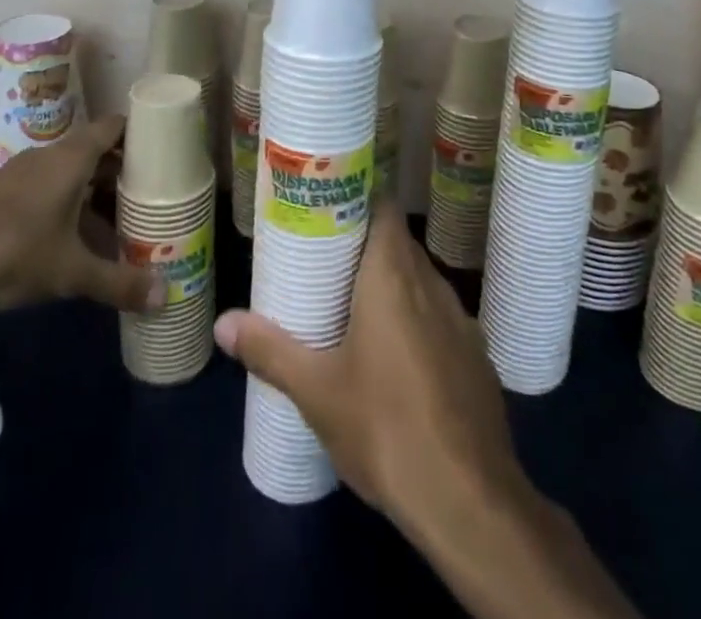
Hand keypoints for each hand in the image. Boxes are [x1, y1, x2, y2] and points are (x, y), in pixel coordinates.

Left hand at [0, 116, 162, 315]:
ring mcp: (23, 176)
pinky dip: (71, 208)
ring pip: (73, 176)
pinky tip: (78, 242)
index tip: (169, 151)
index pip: (116, 126)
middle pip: (98, 152)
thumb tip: (166, 295)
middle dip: (126, 174)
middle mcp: (50, 157)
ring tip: (125, 225)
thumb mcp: (68, 272)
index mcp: (72, 158)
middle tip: (156, 198)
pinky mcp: (2, 197)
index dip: (143, 133)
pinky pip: (51, 192)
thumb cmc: (6, 250)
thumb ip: (117, 282)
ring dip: (98, 196)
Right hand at [213, 199, 530, 539]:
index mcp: (393, 275)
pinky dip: (417, 322)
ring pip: (420, 282)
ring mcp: (461, 320)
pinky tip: (397, 361)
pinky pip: (440, 319)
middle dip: (364, 248)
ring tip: (355, 309)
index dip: (357, 200)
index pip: (382, 208)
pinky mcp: (477, 356)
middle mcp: (431, 283)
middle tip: (326, 264)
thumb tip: (223, 323)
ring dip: (392, 287)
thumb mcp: (316, 391)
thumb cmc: (385, 427)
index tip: (327, 213)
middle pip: (398, 244)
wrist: (470, 500)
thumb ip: (270, 350)